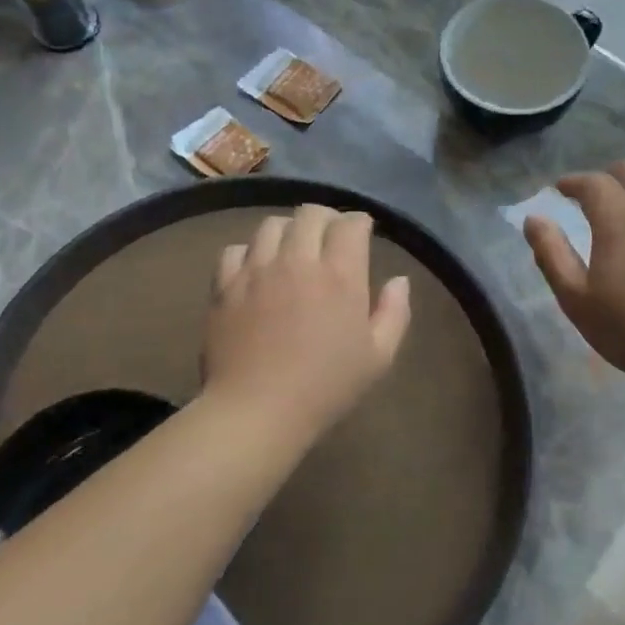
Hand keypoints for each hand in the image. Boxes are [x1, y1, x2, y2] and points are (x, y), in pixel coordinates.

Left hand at [203, 205, 411, 444]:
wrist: (257, 410)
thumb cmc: (326, 388)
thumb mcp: (378, 358)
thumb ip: (394, 313)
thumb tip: (399, 280)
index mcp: (340, 275)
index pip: (350, 224)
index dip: (360, 222)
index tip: (363, 233)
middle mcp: (297, 261)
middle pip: (310, 214)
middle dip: (327, 218)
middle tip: (331, 236)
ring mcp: (256, 270)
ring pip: (271, 225)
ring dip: (289, 229)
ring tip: (293, 249)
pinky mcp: (225, 286)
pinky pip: (235, 250)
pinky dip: (250, 251)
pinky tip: (257, 268)